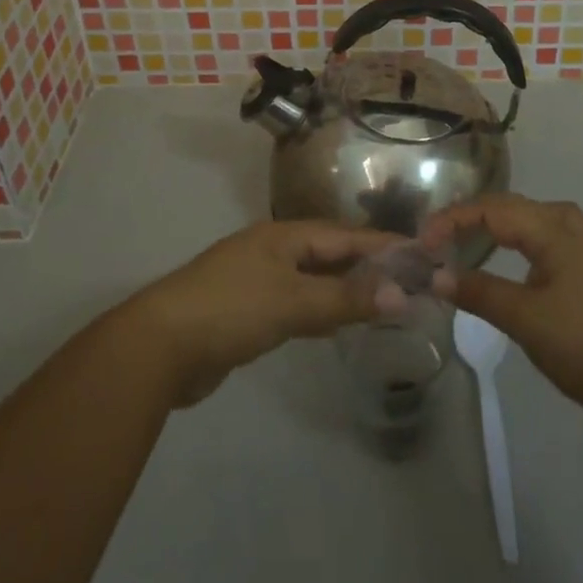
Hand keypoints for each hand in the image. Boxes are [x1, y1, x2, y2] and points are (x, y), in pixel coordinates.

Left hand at [119, 220, 398, 405]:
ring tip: (384, 301)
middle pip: (331, 253)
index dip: (383, 245)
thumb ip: (346, 298)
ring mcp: (258, 279)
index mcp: (284, 236)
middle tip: (410, 281)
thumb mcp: (293, 301)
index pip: (345, 236)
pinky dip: (322, 309)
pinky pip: (298, 302)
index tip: (422, 253)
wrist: (160, 346)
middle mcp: (274, 250)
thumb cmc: (231, 310)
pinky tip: (336, 322)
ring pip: (314, 279)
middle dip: (368, 266)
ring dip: (347, 288)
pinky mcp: (248, 311)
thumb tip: (402, 293)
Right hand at [422, 194, 582, 433]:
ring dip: (491, 226)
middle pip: (508, 207)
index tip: (421, 242)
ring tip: (462, 240)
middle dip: (468, 217)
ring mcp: (581, 247)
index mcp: (551, 228)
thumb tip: (435, 275)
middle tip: (435, 238)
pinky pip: (539, 238)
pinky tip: (504, 258)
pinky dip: (512, 241)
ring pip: (526, 220)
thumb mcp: (526, 319)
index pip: (490, 209)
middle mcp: (566, 225)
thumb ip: (479, 293)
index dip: (451, 219)